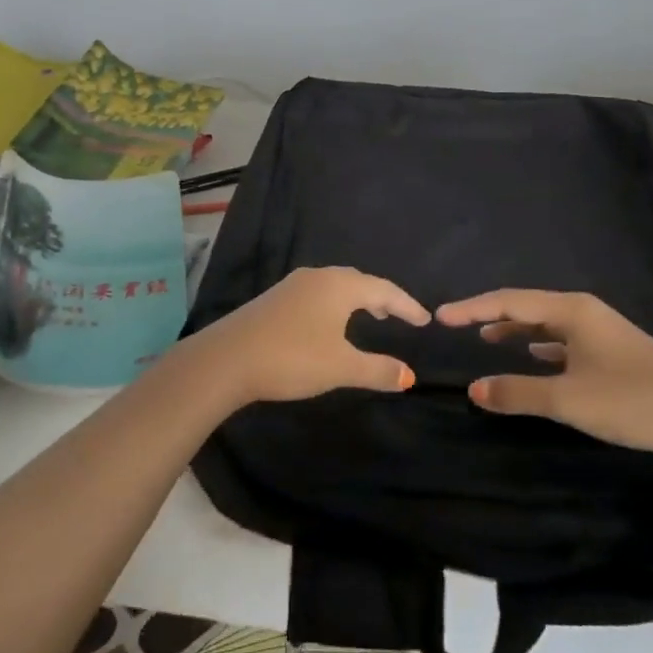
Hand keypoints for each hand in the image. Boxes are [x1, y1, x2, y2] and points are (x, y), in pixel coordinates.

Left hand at [179, 266, 429, 408]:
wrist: (227, 359)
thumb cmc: (292, 358)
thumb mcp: (341, 367)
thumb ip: (377, 370)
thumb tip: (409, 375)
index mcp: (339, 286)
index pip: (383, 290)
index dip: (407, 306)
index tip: (424, 321)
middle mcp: (316, 277)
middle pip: (358, 281)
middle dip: (381, 297)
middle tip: (398, 316)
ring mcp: (291, 286)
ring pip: (334, 286)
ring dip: (356, 299)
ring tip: (369, 318)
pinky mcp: (273, 299)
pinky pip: (316, 294)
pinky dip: (334, 304)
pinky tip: (329, 324)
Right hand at [435, 288, 652, 459]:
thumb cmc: (632, 400)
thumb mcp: (568, 399)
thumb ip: (517, 392)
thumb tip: (473, 388)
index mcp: (572, 312)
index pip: (508, 302)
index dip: (472, 308)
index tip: (440, 316)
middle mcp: (585, 313)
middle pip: (526, 307)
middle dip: (490, 314)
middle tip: (457, 324)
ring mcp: (602, 332)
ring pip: (546, 323)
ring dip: (515, 329)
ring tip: (487, 338)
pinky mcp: (613, 352)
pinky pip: (563, 340)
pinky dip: (540, 345)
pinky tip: (534, 357)